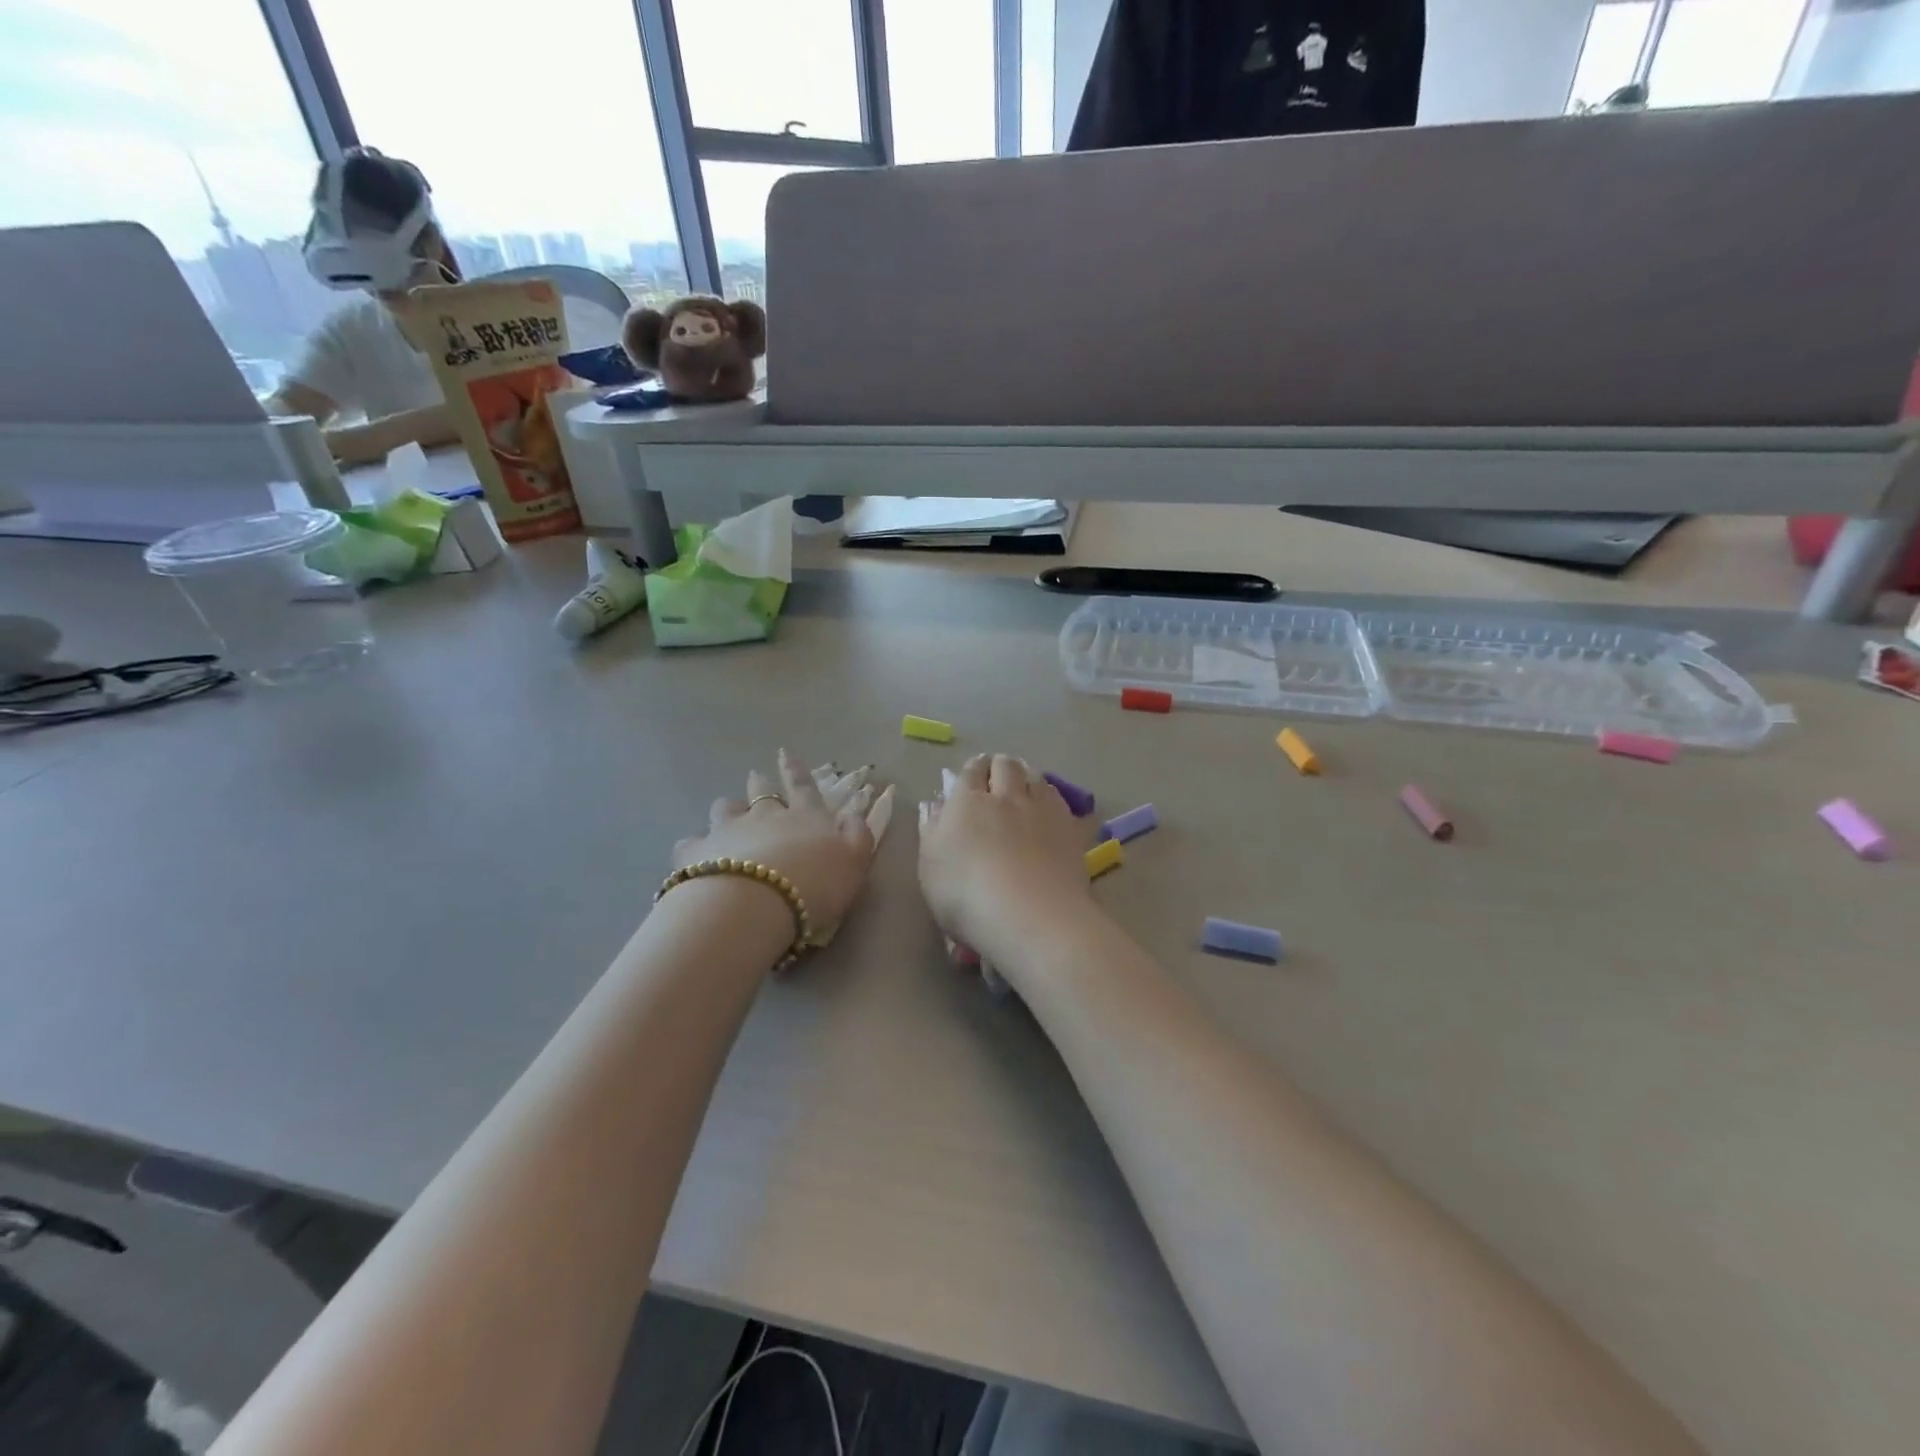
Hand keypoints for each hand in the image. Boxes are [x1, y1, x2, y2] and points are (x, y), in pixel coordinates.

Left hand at [674, 750, 892, 943]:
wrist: (753, 905)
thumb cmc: (813, 886)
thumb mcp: (854, 862)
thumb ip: (858, 836)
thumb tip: (853, 815)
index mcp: (805, 817)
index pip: (803, 787)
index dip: (796, 770)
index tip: (786, 752)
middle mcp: (764, 816)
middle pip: (760, 792)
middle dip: (760, 783)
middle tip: (756, 777)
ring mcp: (727, 831)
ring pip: (724, 809)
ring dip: (727, 809)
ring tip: (726, 814)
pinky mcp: (695, 853)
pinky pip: (692, 842)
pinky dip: (696, 846)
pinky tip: (695, 855)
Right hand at [918, 754, 1091, 960]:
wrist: (1032, 915)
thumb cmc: (967, 896)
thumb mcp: (930, 869)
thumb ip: (931, 832)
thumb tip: (934, 805)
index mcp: (967, 802)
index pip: (970, 772)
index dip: (972, 770)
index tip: (973, 774)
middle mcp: (1005, 796)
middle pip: (1005, 765)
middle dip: (999, 766)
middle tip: (997, 777)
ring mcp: (1041, 809)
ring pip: (1035, 776)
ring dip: (1027, 775)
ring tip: (1025, 786)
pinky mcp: (1069, 827)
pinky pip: (1059, 799)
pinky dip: (1051, 796)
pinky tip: (1049, 807)